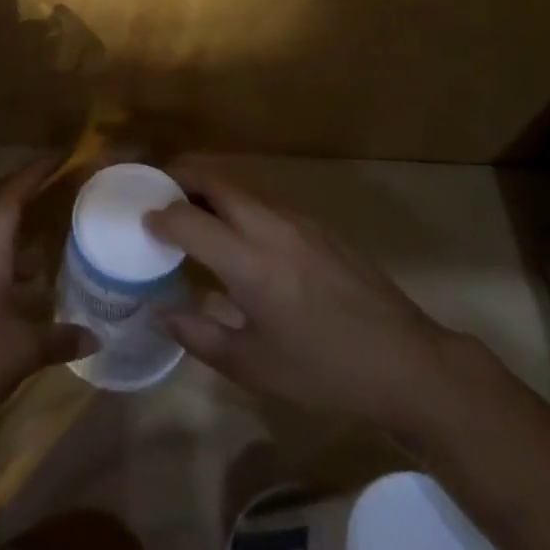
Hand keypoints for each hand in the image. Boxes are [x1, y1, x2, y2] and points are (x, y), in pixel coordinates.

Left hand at [0, 157, 94, 437]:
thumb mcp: (23, 352)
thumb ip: (60, 340)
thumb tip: (96, 338)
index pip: (9, 196)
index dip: (35, 172)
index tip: (61, 156)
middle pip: (0, 212)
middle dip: (30, 196)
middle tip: (62, 188)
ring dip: (22, 238)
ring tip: (57, 241)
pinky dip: (14, 272)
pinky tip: (33, 294)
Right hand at [145, 160, 455, 436]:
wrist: (406, 362)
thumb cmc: (324, 371)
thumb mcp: (254, 367)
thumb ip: (200, 337)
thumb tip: (165, 313)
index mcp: (248, 261)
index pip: (187, 217)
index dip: (158, 216)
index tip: (143, 224)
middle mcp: (269, 226)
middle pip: (213, 180)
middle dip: (179, 177)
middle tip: (157, 193)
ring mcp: (298, 220)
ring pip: (241, 187)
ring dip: (210, 189)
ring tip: (192, 212)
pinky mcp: (318, 226)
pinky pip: (265, 202)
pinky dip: (238, 205)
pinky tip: (240, 237)